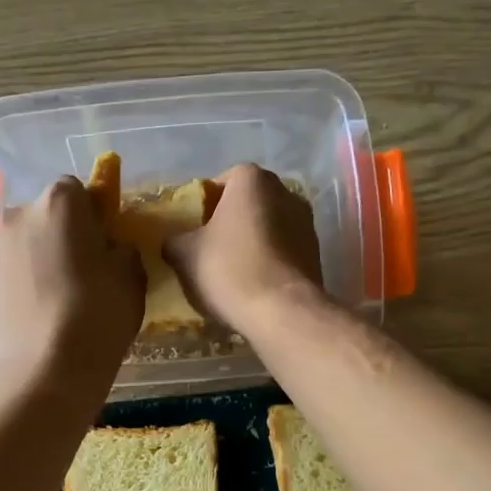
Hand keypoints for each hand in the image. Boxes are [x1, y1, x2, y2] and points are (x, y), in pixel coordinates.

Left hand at [0, 176, 143, 397]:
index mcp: (59, 201)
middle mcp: (19, 213)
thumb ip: (121, 248)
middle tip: (84, 270)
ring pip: (26, 241)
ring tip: (60, 295)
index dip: (93, 215)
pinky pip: (11, 268)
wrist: (46, 368)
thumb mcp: (132, 275)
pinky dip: (25, 279)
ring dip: (41, 255)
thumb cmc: (98, 313)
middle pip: (46, 214)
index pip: (78, 190)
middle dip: (63, 232)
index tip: (104, 243)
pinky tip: (41, 309)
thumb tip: (108, 248)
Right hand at [164, 164, 322, 331]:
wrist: (281, 311)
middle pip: (248, 203)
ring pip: (268, 226)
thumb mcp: (184, 254)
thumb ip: (175, 240)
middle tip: (210, 249)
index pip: (221, 182)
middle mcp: (285, 191)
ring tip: (234, 270)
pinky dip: (270, 260)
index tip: (194, 230)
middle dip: (230, 222)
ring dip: (253, 241)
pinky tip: (255, 284)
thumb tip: (174, 243)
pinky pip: (284, 249)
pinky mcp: (316, 252)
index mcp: (251, 179)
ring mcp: (306, 221)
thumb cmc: (229, 269)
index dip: (204, 206)